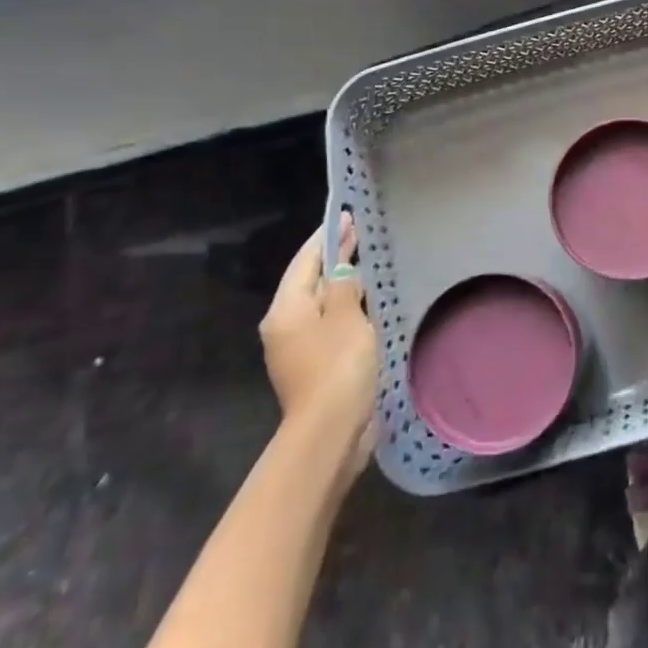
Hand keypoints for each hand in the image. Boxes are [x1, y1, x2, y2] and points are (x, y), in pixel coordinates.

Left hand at [260, 212, 378, 458]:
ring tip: (364, 263)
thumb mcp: (346, 317)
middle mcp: (284, 326)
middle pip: (309, 281)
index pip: (305, 261)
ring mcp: (296, 349)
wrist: (330, 432)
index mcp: (285, 310)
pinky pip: (328, 324)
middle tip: (358, 232)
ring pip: (319, 304)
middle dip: (333, 257)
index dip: (326, 237)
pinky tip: (363, 303)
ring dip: (340, 283)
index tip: (346, 216)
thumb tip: (341, 272)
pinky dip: (343, 307)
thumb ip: (344, 287)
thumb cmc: (337, 366)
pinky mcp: (313, 366)